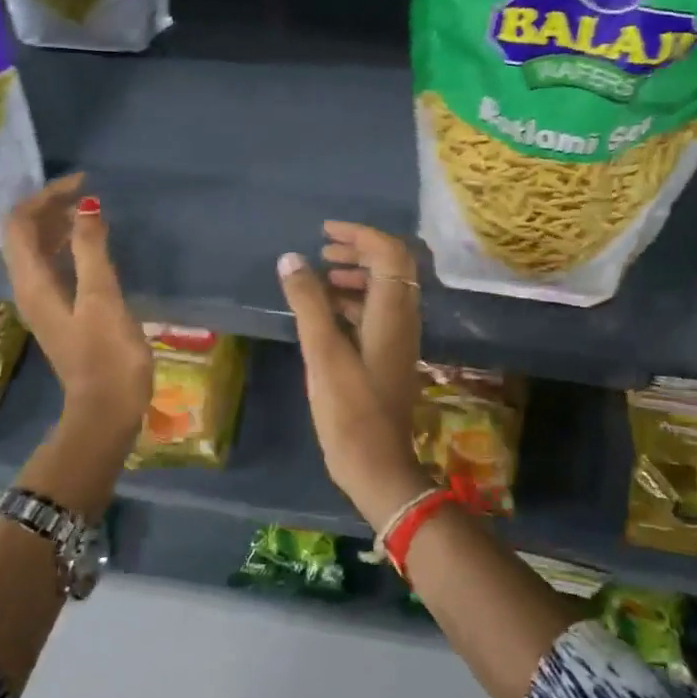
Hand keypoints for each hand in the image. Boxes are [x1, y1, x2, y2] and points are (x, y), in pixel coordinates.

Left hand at [1, 174, 152, 434]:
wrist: (107, 409)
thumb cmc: (107, 355)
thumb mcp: (102, 298)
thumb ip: (91, 250)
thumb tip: (86, 206)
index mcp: (32, 283)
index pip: (20, 225)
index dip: (45, 197)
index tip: (82, 183)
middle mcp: (28, 289)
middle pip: (24, 235)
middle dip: (50, 207)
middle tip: (87, 193)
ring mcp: (43, 303)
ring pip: (37, 251)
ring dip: (57, 226)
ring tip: (90, 211)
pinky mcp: (60, 314)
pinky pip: (53, 267)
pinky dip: (67, 247)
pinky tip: (92, 246)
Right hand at [277, 223, 429, 525]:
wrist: (378, 465)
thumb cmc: (349, 409)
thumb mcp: (323, 352)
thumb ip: (309, 302)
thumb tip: (292, 258)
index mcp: (393, 312)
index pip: (389, 252)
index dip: (360, 234)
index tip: (325, 232)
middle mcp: (404, 319)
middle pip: (392, 267)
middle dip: (359, 250)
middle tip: (323, 250)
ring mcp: (400, 339)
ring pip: (385, 290)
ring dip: (356, 275)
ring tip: (321, 276)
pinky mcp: (390, 357)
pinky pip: (378, 313)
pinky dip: (355, 301)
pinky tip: (327, 312)